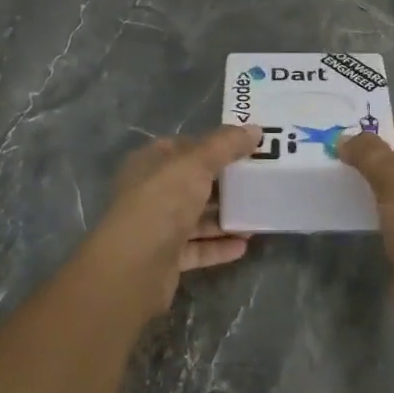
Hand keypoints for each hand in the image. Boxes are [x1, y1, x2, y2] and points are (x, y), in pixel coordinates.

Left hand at [74, 126, 262, 314]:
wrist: (135, 264)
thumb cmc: (163, 200)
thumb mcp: (196, 163)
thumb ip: (226, 145)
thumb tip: (255, 128)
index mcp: (150, 163)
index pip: (183, 148)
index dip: (213, 146)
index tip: (245, 149)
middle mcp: (150, 193)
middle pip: (192, 184)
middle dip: (224, 185)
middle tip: (258, 183)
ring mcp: (157, 227)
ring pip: (195, 218)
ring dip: (224, 218)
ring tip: (256, 218)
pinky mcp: (166, 259)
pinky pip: (197, 248)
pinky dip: (218, 246)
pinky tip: (243, 245)